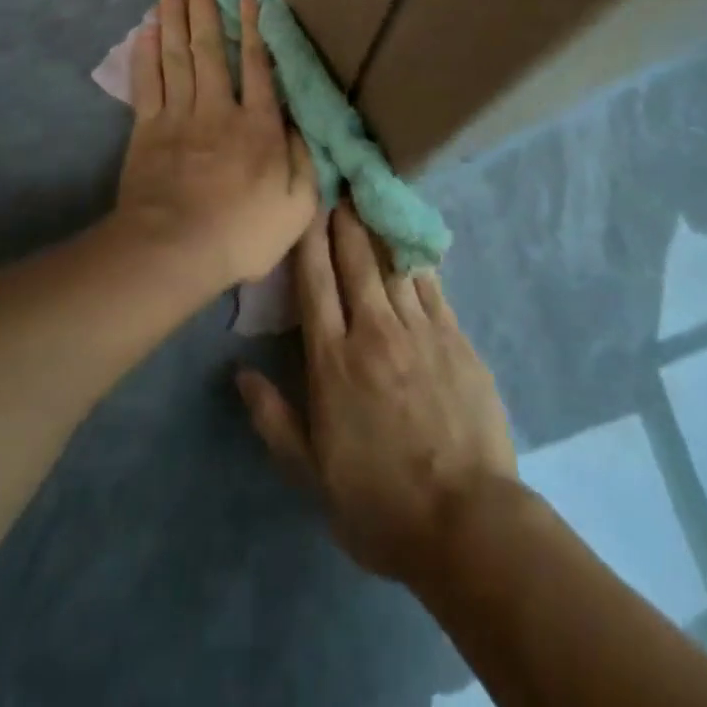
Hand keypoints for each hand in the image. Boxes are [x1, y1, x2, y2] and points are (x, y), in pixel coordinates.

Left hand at [115, 0, 318, 288]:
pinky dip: (146, 55)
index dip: (254, 28)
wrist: (173, 252)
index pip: (258, 66)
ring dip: (174, 20)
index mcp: (258, 125)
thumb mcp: (298, 206)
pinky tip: (145, 31)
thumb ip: (306, 159)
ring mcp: (178, 117)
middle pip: (211, 49)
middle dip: (205, 9)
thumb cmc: (242, 232)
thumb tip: (304, 122)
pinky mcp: (147, 131)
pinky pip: (147, 83)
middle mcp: (218, 109)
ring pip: (177, 57)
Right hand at [237, 205, 517, 584]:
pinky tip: (411, 242)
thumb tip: (240, 373)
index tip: (308, 204)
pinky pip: (432, 285)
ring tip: (371, 198)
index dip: (309, 239)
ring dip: (378, 229)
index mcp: (333, 362)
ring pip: (393, 264)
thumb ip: (274, 419)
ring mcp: (420, 330)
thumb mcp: (312, 475)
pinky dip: (417, 259)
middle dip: (344, 220)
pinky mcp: (456, 338)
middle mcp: (374, 332)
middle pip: (355, 261)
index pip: (315, 283)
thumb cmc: (379, 504)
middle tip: (340, 185)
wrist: (467, 521)